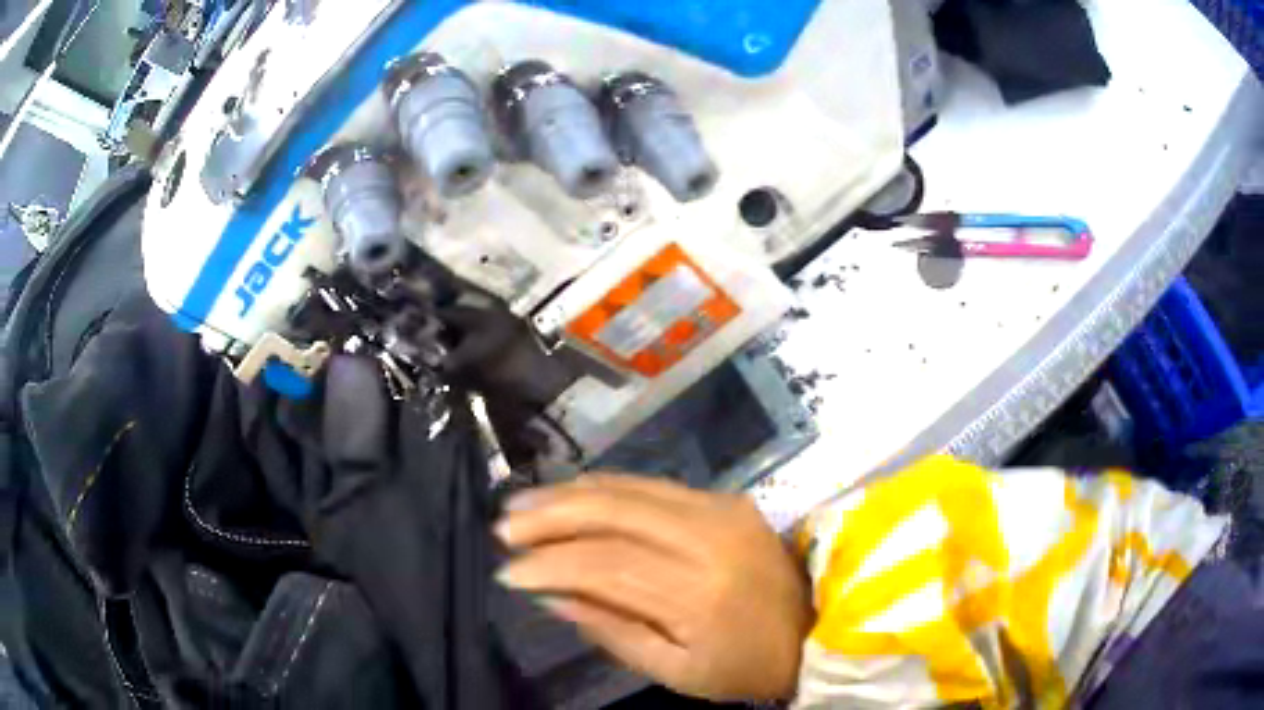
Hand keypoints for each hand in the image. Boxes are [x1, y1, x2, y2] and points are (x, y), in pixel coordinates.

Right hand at [494, 475, 811, 701]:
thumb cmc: (744, 665)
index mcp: (698, 592)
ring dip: (570, 495)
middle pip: (613, 512)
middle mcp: (708, 537)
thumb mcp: (676, 671)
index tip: (508, 573)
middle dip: (550, 517)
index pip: (605, 565)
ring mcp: (720, 509)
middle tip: (504, 526)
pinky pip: (653, 485)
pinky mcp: (725, 499)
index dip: (550, 565)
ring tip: (524, 506)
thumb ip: (613, 630)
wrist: (815, 628)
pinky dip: (605, 488)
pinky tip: (573, 495)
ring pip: (629, 489)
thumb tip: (552, 596)